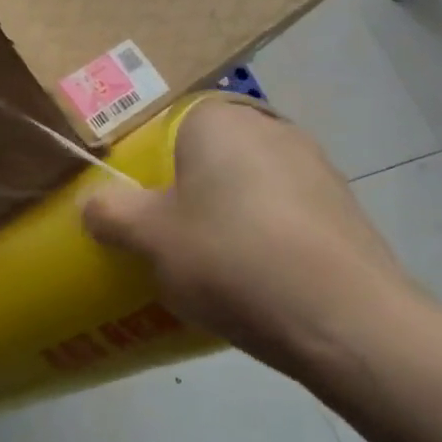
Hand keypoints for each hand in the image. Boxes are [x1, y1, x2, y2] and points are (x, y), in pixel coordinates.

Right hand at [81, 99, 422, 376]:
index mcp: (218, 120)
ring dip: (223, 212)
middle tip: (160, 232)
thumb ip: (110, 213)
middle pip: (205, 154)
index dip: (142, 162)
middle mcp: (269, 128)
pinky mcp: (342, 207)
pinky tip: (252, 274)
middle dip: (182, 188)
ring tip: (205, 260)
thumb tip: (93, 205)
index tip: (132, 202)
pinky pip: (281, 210)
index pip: (164, 124)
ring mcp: (313, 166)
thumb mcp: (150, 238)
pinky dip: (260, 232)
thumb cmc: (232, 259)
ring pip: (246, 183)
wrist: (347, 321)